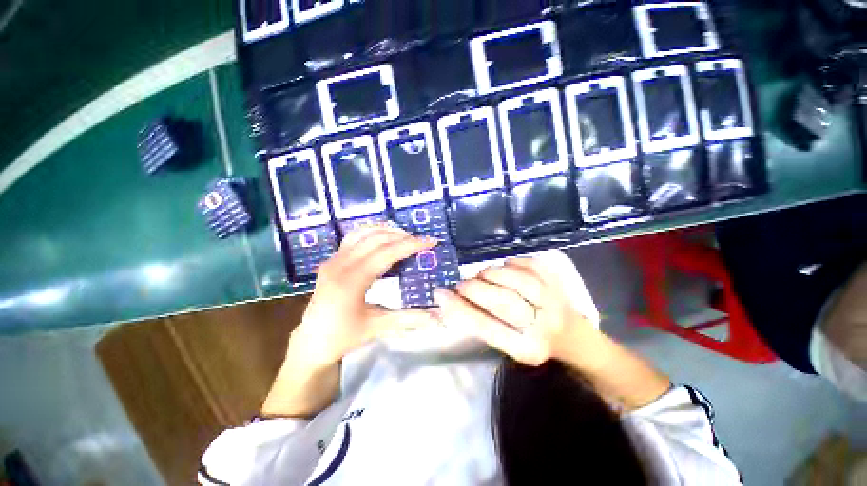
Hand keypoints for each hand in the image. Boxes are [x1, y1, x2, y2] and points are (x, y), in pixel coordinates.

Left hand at [287, 225, 438, 371]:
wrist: (310, 343)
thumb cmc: (343, 337)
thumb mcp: (376, 327)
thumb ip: (408, 319)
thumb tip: (437, 317)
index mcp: (352, 280)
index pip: (387, 253)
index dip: (410, 245)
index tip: (430, 241)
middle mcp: (340, 264)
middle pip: (376, 238)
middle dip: (402, 236)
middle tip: (421, 240)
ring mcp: (333, 260)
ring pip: (362, 233)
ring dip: (386, 231)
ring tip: (405, 236)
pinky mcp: (331, 261)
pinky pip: (353, 238)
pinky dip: (371, 233)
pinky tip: (382, 239)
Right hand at [434, 251, 601, 366]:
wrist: (574, 338)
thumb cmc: (533, 342)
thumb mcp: (508, 344)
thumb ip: (481, 323)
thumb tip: (447, 302)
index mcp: (526, 349)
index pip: (487, 327)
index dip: (460, 309)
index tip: (440, 295)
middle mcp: (543, 326)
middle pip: (503, 301)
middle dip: (475, 289)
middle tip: (460, 284)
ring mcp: (553, 301)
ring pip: (517, 280)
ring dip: (491, 273)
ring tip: (481, 276)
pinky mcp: (557, 283)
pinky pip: (530, 265)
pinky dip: (511, 263)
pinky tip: (504, 268)